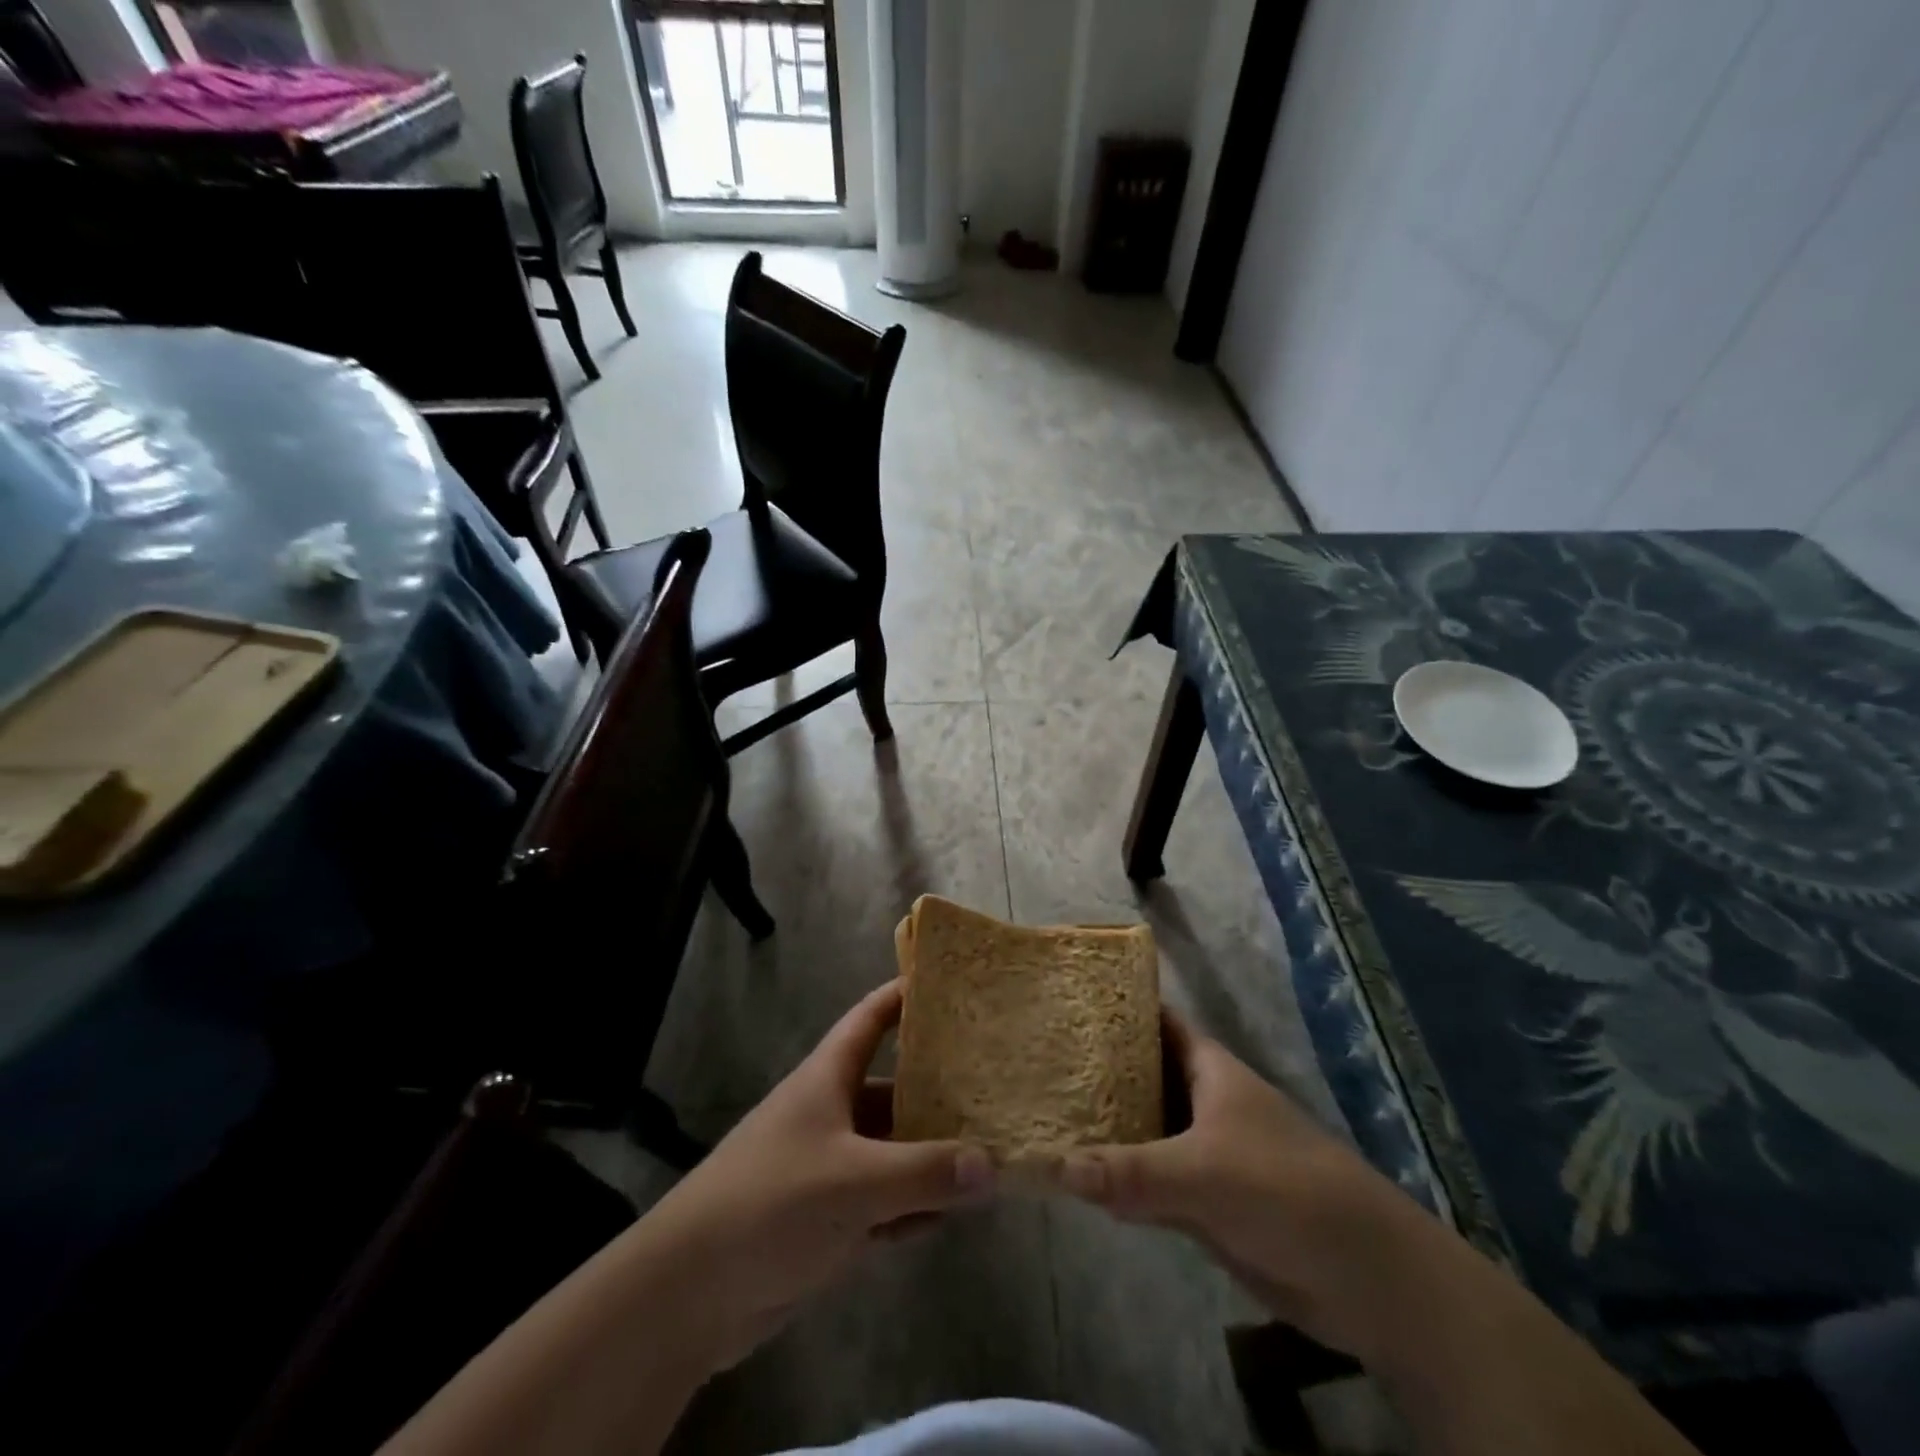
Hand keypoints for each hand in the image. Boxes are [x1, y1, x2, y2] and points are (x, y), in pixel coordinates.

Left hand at [642, 980, 994, 1370]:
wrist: (688, 1293)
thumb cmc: (771, 1203)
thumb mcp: (854, 1182)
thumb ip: (924, 1173)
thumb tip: (992, 1166)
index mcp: (828, 1078)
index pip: (871, 1017)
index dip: (905, 995)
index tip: (951, 983)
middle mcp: (831, 1113)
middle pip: (892, 1087)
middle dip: (937, 1088)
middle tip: (993, 1086)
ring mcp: (829, 1167)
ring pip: (891, 1149)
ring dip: (930, 1156)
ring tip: (988, 1155)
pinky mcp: (827, 1218)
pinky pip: (882, 1201)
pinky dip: (911, 1206)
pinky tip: (948, 1217)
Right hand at [1051, 1009, 1427, 1355]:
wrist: (1367, 1278)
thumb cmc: (1287, 1190)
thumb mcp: (1205, 1172)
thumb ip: (1130, 1171)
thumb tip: (1051, 1165)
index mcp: (1210, 1070)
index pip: (1157, 1023)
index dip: (1117, 1009)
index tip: (1067, 1004)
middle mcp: (1203, 1102)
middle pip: (1141, 1076)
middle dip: (1096, 1071)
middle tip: (1036, 1063)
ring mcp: (1203, 1153)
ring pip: (1143, 1131)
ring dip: (1103, 1129)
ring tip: (1041, 1114)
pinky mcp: (1204, 1203)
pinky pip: (1150, 1183)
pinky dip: (1118, 1181)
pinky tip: (1076, 1180)